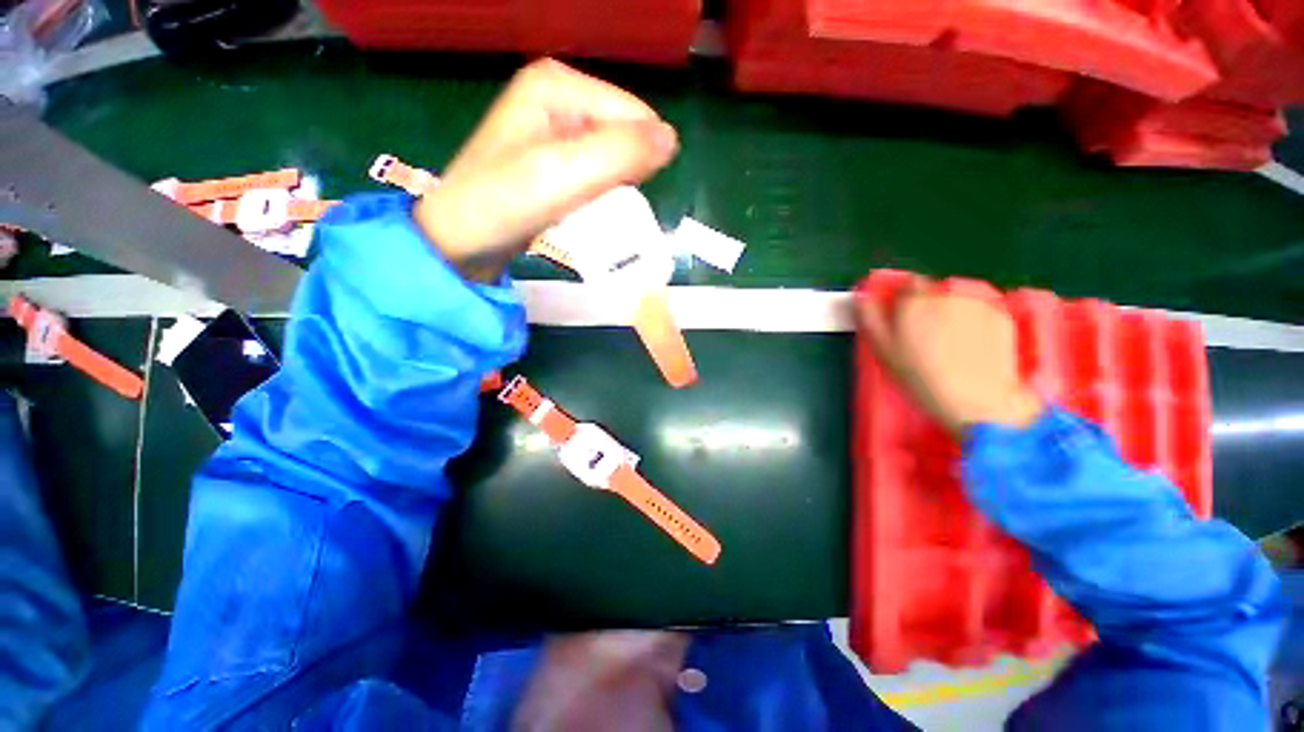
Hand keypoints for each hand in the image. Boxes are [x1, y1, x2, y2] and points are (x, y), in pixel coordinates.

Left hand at [414, 58, 678, 281]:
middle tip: (599, 203)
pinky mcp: (551, 159)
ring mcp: (553, 128)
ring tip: (590, 208)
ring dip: (614, 186)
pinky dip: (600, 192)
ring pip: (612, 155)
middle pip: (623, 133)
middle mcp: (557, 96)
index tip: (618, 195)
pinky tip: (582, 208)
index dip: (639, 158)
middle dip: (625, 172)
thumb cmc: (504, 204)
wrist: (459, 242)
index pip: (635, 114)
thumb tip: (672, 141)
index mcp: (558, 83)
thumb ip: (621, 153)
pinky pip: (596, 171)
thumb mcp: (564, 174)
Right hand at [855, 278, 1043, 435]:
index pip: (906, 283)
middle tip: (923, 336)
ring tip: (947, 344)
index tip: (901, 318)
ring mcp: (976, 303)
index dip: (902, 300)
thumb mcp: (883, 349)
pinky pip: (979, 312)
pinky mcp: (1001, 316)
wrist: (976, 399)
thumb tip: (863, 296)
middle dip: (926, 307)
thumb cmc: (920, 376)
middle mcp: (945, 295)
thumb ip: (870, 317)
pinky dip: (973, 323)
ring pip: (956, 301)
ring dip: (949, 313)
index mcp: (913, 301)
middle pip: (932, 292)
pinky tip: (969, 347)